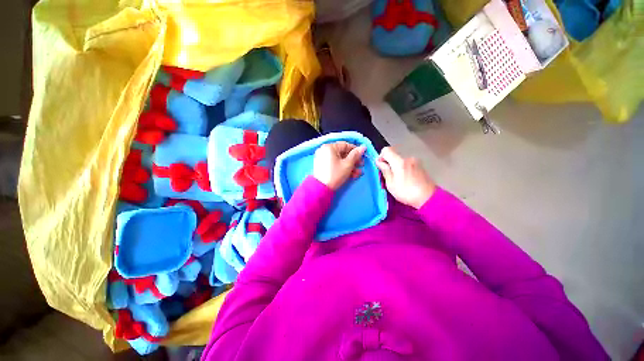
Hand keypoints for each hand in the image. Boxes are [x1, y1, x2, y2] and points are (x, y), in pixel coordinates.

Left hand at [313, 141, 365, 190]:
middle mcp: (325, 150)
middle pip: (342, 153)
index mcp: (329, 147)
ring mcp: (323, 158)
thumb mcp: (348, 164)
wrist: (321, 189)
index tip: (363, 156)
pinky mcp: (322, 166)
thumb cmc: (335, 174)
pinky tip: (351, 175)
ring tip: (357, 173)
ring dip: (350, 166)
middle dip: (353, 160)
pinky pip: (334, 164)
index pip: (346, 145)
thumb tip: (363, 147)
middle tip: (361, 165)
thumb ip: (356, 155)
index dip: (356, 151)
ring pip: (339, 160)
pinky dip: (342, 168)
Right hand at [376, 147, 434, 208]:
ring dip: (396, 166)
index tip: (381, 166)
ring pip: (400, 159)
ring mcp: (415, 161)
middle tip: (388, 175)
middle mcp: (408, 158)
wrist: (428, 198)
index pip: (386, 150)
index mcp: (399, 162)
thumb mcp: (391, 184)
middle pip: (394, 154)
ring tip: (397, 178)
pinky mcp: (420, 165)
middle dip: (388, 162)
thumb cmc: (406, 192)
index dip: (381, 157)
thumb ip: (385, 170)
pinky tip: (405, 179)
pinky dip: (403, 168)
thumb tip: (379, 161)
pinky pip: (407, 163)